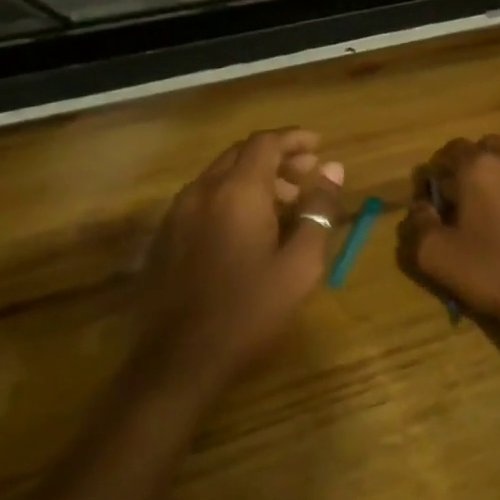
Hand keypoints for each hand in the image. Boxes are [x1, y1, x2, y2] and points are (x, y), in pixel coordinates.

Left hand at [132, 128, 345, 391]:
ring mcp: (177, 214)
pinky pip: (203, 199)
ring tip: (286, 203)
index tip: (320, 145)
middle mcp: (202, 191)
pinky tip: (249, 228)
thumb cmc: (249, 311)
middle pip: (241, 154)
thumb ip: (318, 211)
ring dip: (255, 178)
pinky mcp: (165, 237)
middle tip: (308, 173)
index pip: (266, 143)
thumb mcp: (300, 265)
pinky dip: (232, 197)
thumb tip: (334, 170)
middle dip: (277, 157)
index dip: (295, 138)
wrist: (178, 361)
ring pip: (220, 176)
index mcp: (237, 192)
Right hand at [397, 137, 499, 327]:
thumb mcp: (434, 255)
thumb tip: (421, 206)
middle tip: (466, 202)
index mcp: (480, 167)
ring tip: (498, 215)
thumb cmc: (491, 273)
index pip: (451, 149)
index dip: (439, 172)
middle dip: (473, 167)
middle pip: (488, 148)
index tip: (436, 200)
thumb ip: (417, 223)